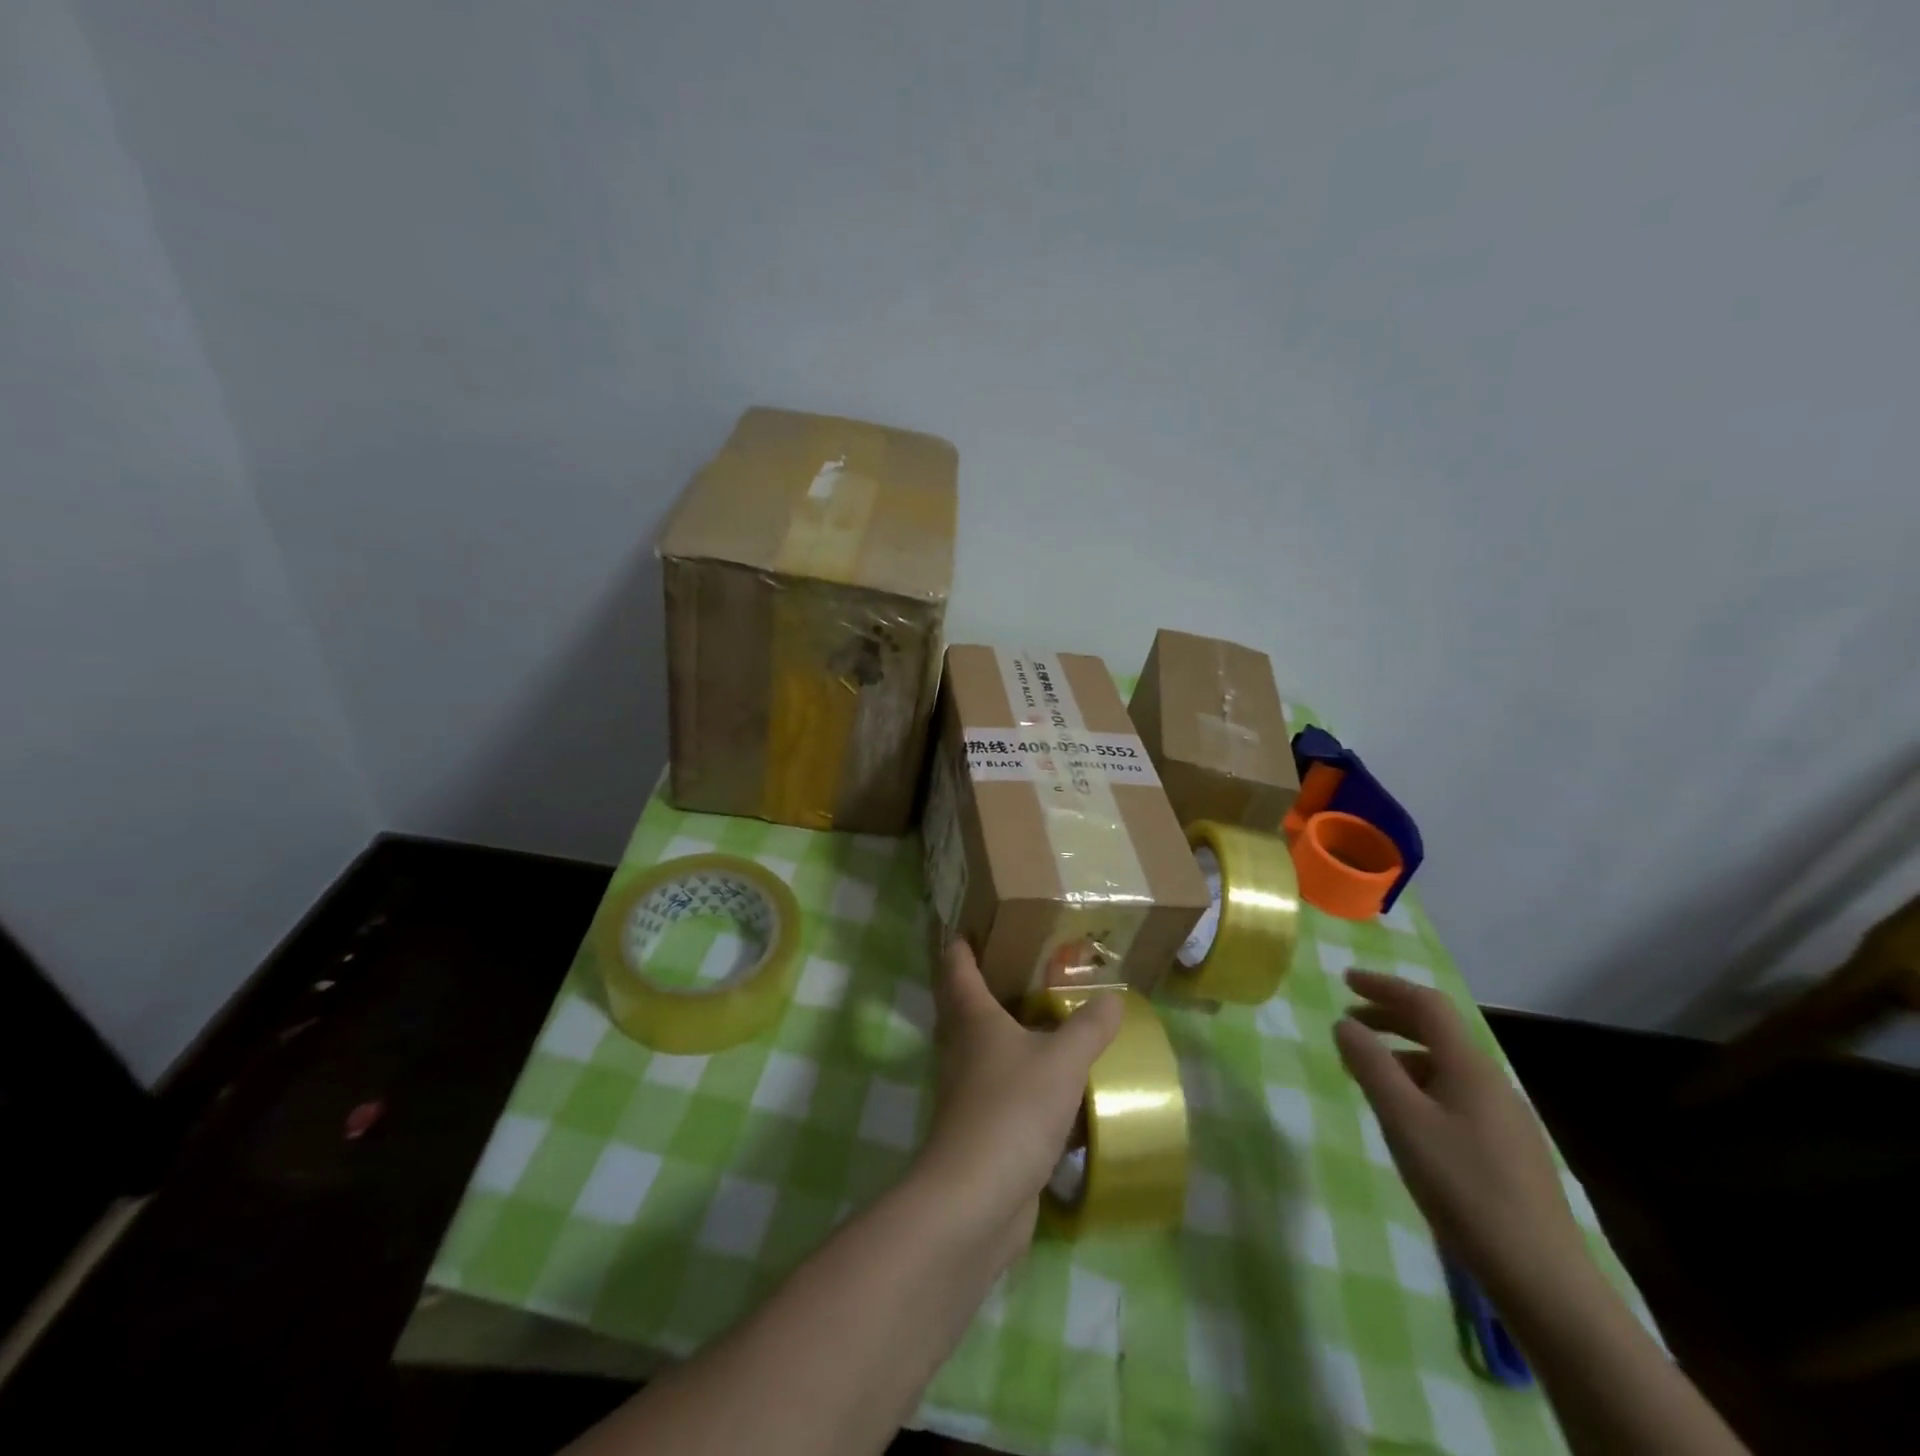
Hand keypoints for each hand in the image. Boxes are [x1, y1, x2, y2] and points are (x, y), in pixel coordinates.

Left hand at [915, 941, 1122, 1265]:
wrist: (977, 1198)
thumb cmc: (1014, 1109)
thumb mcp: (1063, 1061)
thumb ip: (1089, 1028)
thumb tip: (1112, 997)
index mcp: (972, 1018)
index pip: (957, 966)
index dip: (960, 942)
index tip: (968, 923)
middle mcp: (961, 1047)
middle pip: (961, 1004)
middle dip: (981, 982)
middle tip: (1014, 962)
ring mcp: (965, 1089)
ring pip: (979, 1047)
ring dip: (1000, 1031)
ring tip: (1037, 1016)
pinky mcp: (977, 1126)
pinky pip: (996, 1087)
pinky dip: (1016, 1075)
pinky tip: (1046, 1081)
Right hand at [1333, 970, 1587, 1304]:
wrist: (1542, 1278)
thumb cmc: (1463, 1187)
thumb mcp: (1403, 1120)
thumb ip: (1370, 1065)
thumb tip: (1345, 1023)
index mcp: (1470, 1067)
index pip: (1426, 1005)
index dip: (1384, 986)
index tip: (1344, 981)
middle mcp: (1491, 1082)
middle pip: (1437, 1031)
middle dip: (1389, 1017)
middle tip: (1348, 1022)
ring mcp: (1504, 1118)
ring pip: (1444, 1065)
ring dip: (1401, 1054)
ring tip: (1365, 1071)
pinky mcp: (1507, 1151)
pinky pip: (1454, 1095)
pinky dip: (1419, 1085)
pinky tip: (1403, 1116)